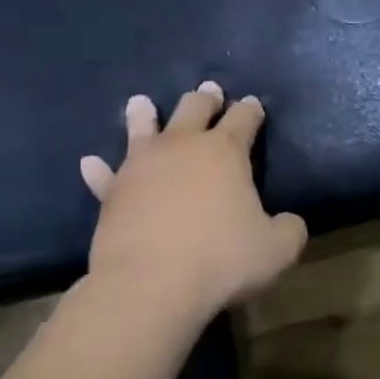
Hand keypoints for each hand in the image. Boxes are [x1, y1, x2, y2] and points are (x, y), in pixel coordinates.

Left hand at [78, 81, 306, 319]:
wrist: (149, 286)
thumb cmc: (220, 260)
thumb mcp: (277, 250)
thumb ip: (289, 229)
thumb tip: (288, 221)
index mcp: (225, 151)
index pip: (243, 117)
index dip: (251, 109)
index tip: (254, 105)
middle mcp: (182, 146)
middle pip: (194, 107)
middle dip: (206, 98)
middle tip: (210, 92)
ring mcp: (141, 166)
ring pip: (142, 128)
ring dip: (145, 114)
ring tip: (142, 103)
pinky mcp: (112, 193)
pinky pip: (104, 176)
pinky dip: (99, 169)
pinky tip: (90, 162)